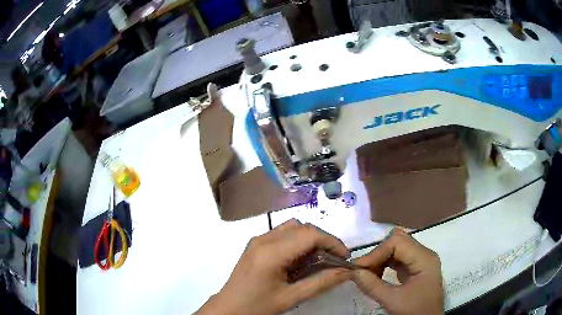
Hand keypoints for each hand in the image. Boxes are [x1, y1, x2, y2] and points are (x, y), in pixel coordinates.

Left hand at [196, 219, 351, 314]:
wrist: (229, 308)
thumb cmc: (258, 306)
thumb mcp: (291, 297)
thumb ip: (321, 283)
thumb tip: (346, 271)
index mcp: (271, 252)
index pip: (310, 234)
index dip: (332, 242)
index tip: (345, 258)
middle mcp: (263, 239)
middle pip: (303, 228)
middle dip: (323, 241)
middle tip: (334, 260)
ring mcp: (257, 239)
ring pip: (293, 227)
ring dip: (310, 239)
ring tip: (318, 259)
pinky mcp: (255, 244)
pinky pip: (282, 234)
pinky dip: (297, 241)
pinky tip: (300, 260)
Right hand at [352, 228, 443, 314]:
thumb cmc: (414, 312)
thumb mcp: (392, 301)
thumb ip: (372, 286)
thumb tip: (353, 272)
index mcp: (424, 259)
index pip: (397, 242)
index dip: (376, 252)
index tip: (358, 267)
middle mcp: (424, 254)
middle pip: (398, 242)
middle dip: (378, 254)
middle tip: (362, 269)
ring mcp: (421, 260)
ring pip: (397, 248)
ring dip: (380, 259)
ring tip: (368, 274)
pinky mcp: (416, 268)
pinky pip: (398, 258)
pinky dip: (385, 264)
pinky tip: (376, 275)